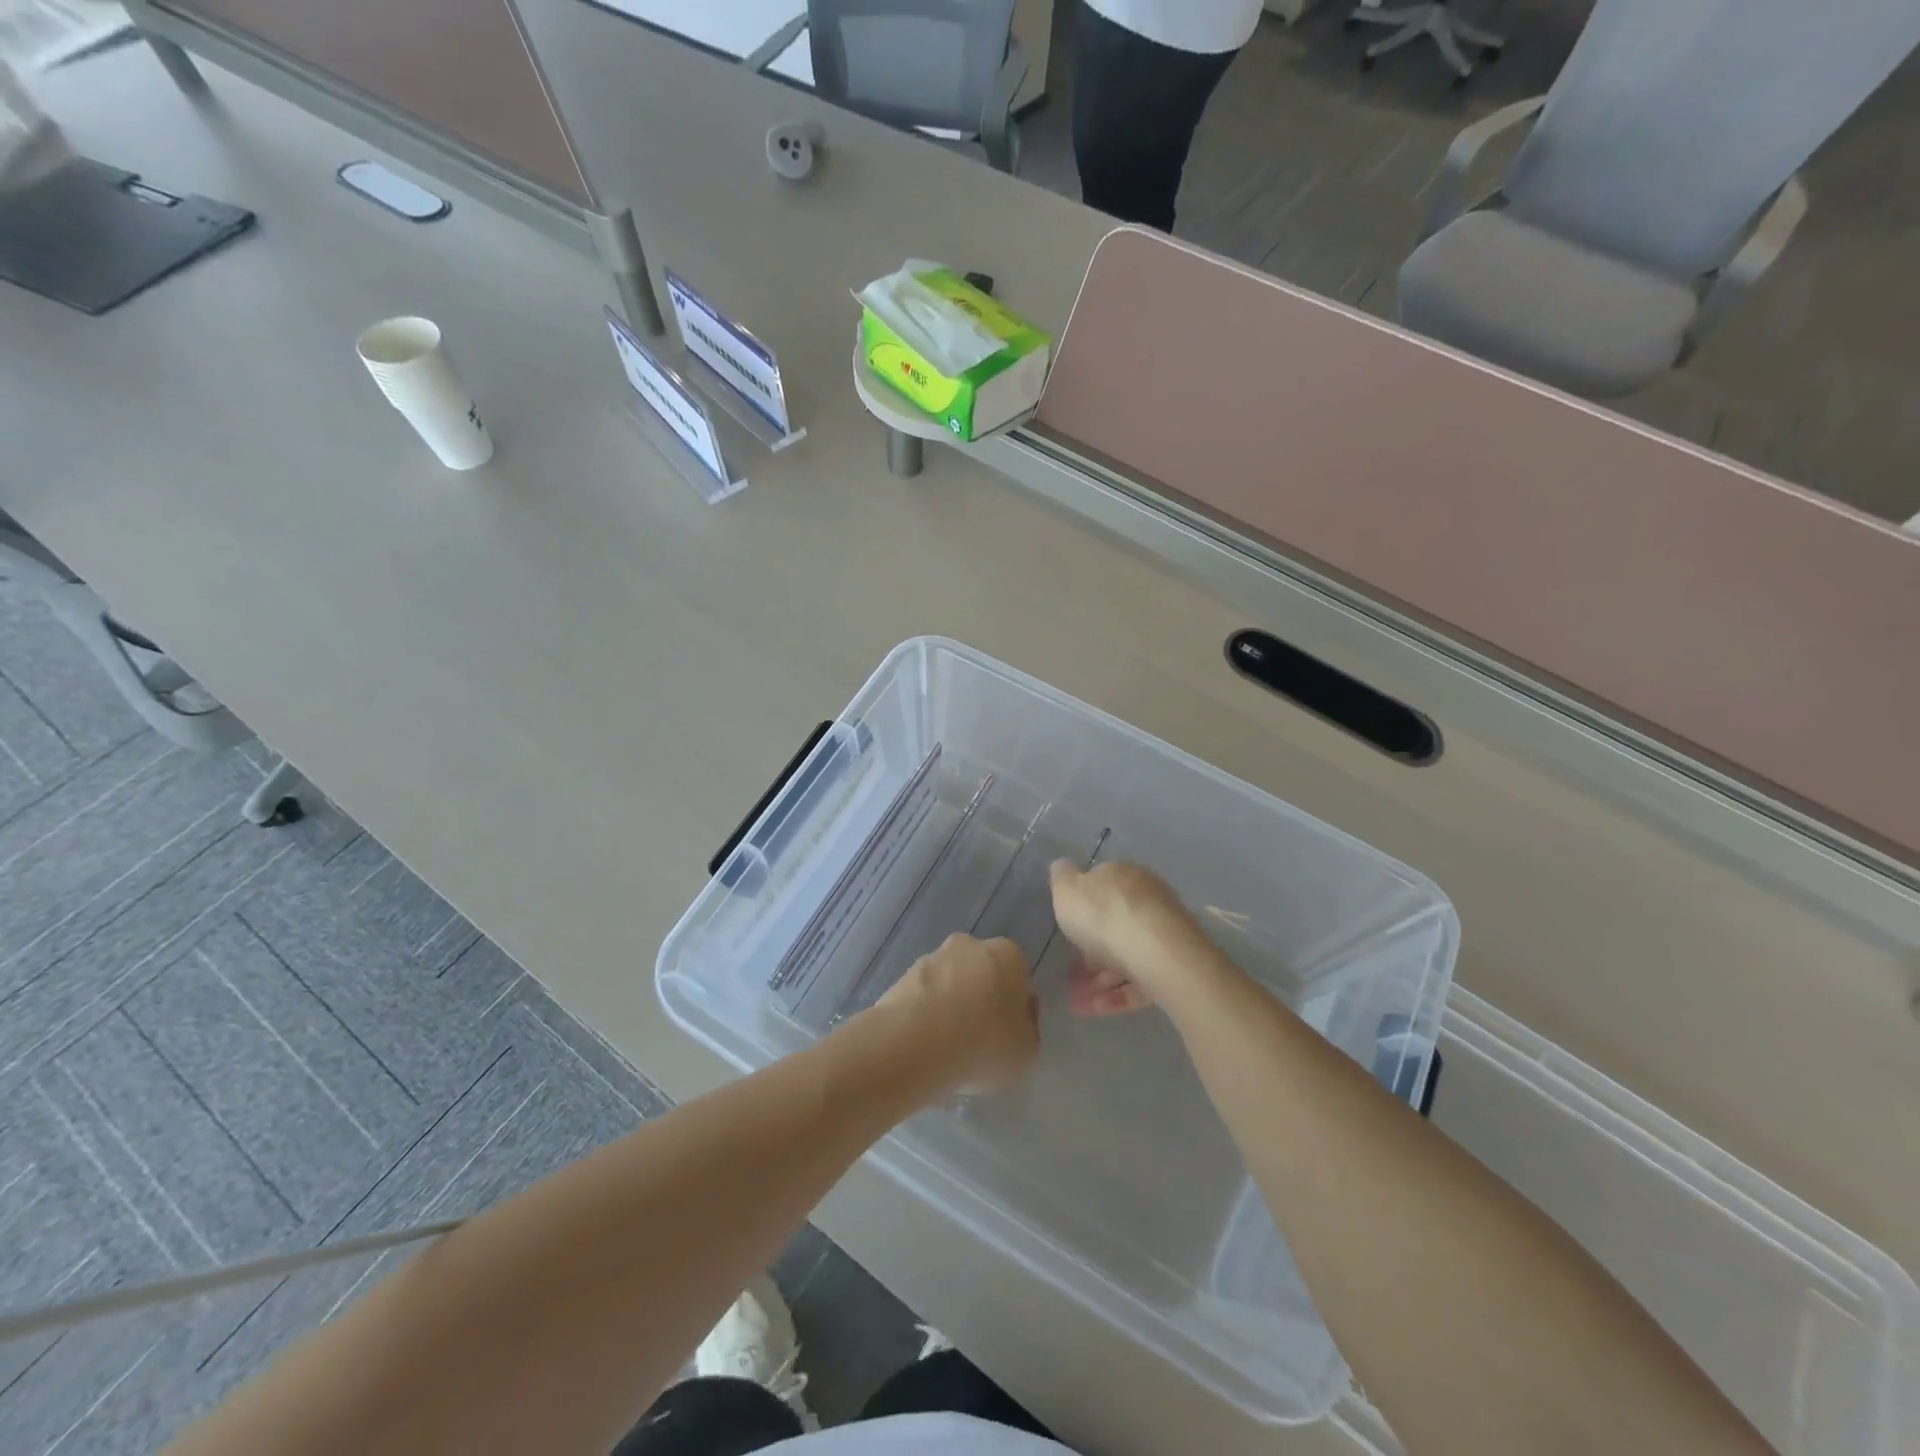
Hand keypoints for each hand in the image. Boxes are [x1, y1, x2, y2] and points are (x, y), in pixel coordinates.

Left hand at [874, 934, 1038, 1093]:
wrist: (917, 1042)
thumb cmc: (984, 1043)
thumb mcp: (1026, 1050)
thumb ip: (1028, 1028)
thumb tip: (1021, 1014)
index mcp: (1008, 955)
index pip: (1018, 974)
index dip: (1014, 1003)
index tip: (1008, 1031)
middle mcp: (970, 945)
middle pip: (982, 972)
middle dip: (981, 997)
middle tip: (978, 1037)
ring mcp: (933, 957)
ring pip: (950, 981)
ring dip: (950, 1004)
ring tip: (947, 1046)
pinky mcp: (902, 975)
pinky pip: (923, 996)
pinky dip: (925, 1013)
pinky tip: (924, 1043)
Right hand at [1050, 860, 1220, 1018]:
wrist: (1158, 954)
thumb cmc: (1104, 917)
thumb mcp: (1067, 890)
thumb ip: (1061, 878)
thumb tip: (1063, 867)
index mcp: (1123, 876)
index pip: (1101, 887)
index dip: (1081, 909)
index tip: (1065, 932)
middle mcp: (1147, 900)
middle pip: (1115, 924)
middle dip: (1091, 951)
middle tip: (1069, 975)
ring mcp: (1163, 935)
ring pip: (1126, 956)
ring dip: (1099, 980)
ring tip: (1076, 1002)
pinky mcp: (1174, 967)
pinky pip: (1140, 980)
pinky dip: (1117, 995)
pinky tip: (1094, 1010)